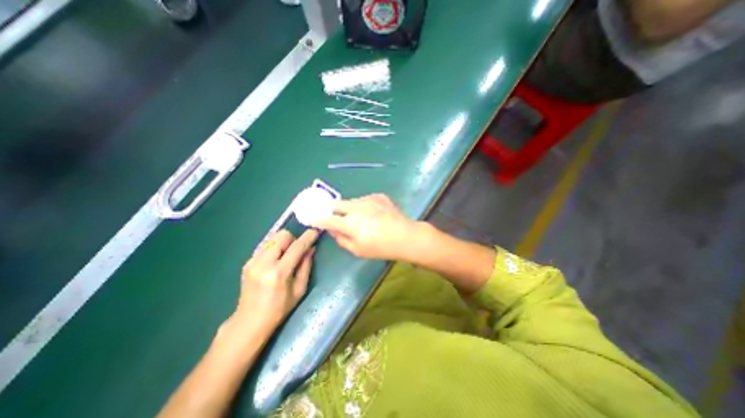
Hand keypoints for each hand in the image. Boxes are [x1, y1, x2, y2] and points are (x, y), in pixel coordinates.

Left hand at [234, 228, 317, 332]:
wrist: (249, 321)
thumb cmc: (279, 308)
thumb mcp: (299, 289)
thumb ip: (306, 266)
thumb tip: (311, 248)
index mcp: (278, 273)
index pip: (296, 247)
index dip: (308, 237)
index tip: (316, 231)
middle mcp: (263, 263)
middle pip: (282, 236)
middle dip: (293, 239)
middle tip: (297, 251)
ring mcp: (252, 261)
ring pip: (273, 238)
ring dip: (283, 243)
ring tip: (286, 256)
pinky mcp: (247, 262)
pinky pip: (265, 245)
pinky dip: (274, 248)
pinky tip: (275, 261)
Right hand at [312, 193, 421, 261]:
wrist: (406, 236)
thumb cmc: (381, 247)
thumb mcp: (358, 250)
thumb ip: (341, 239)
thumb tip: (332, 230)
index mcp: (350, 223)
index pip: (328, 218)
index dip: (319, 219)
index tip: (314, 218)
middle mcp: (356, 207)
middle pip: (337, 204)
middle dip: (333, 210)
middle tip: (338, 217)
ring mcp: (368, 199)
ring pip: (352, 201)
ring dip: (351, 208)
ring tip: (362, 218)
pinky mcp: (378, 196)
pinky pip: (365, 200)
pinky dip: (364, 206)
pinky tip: (374, 214)